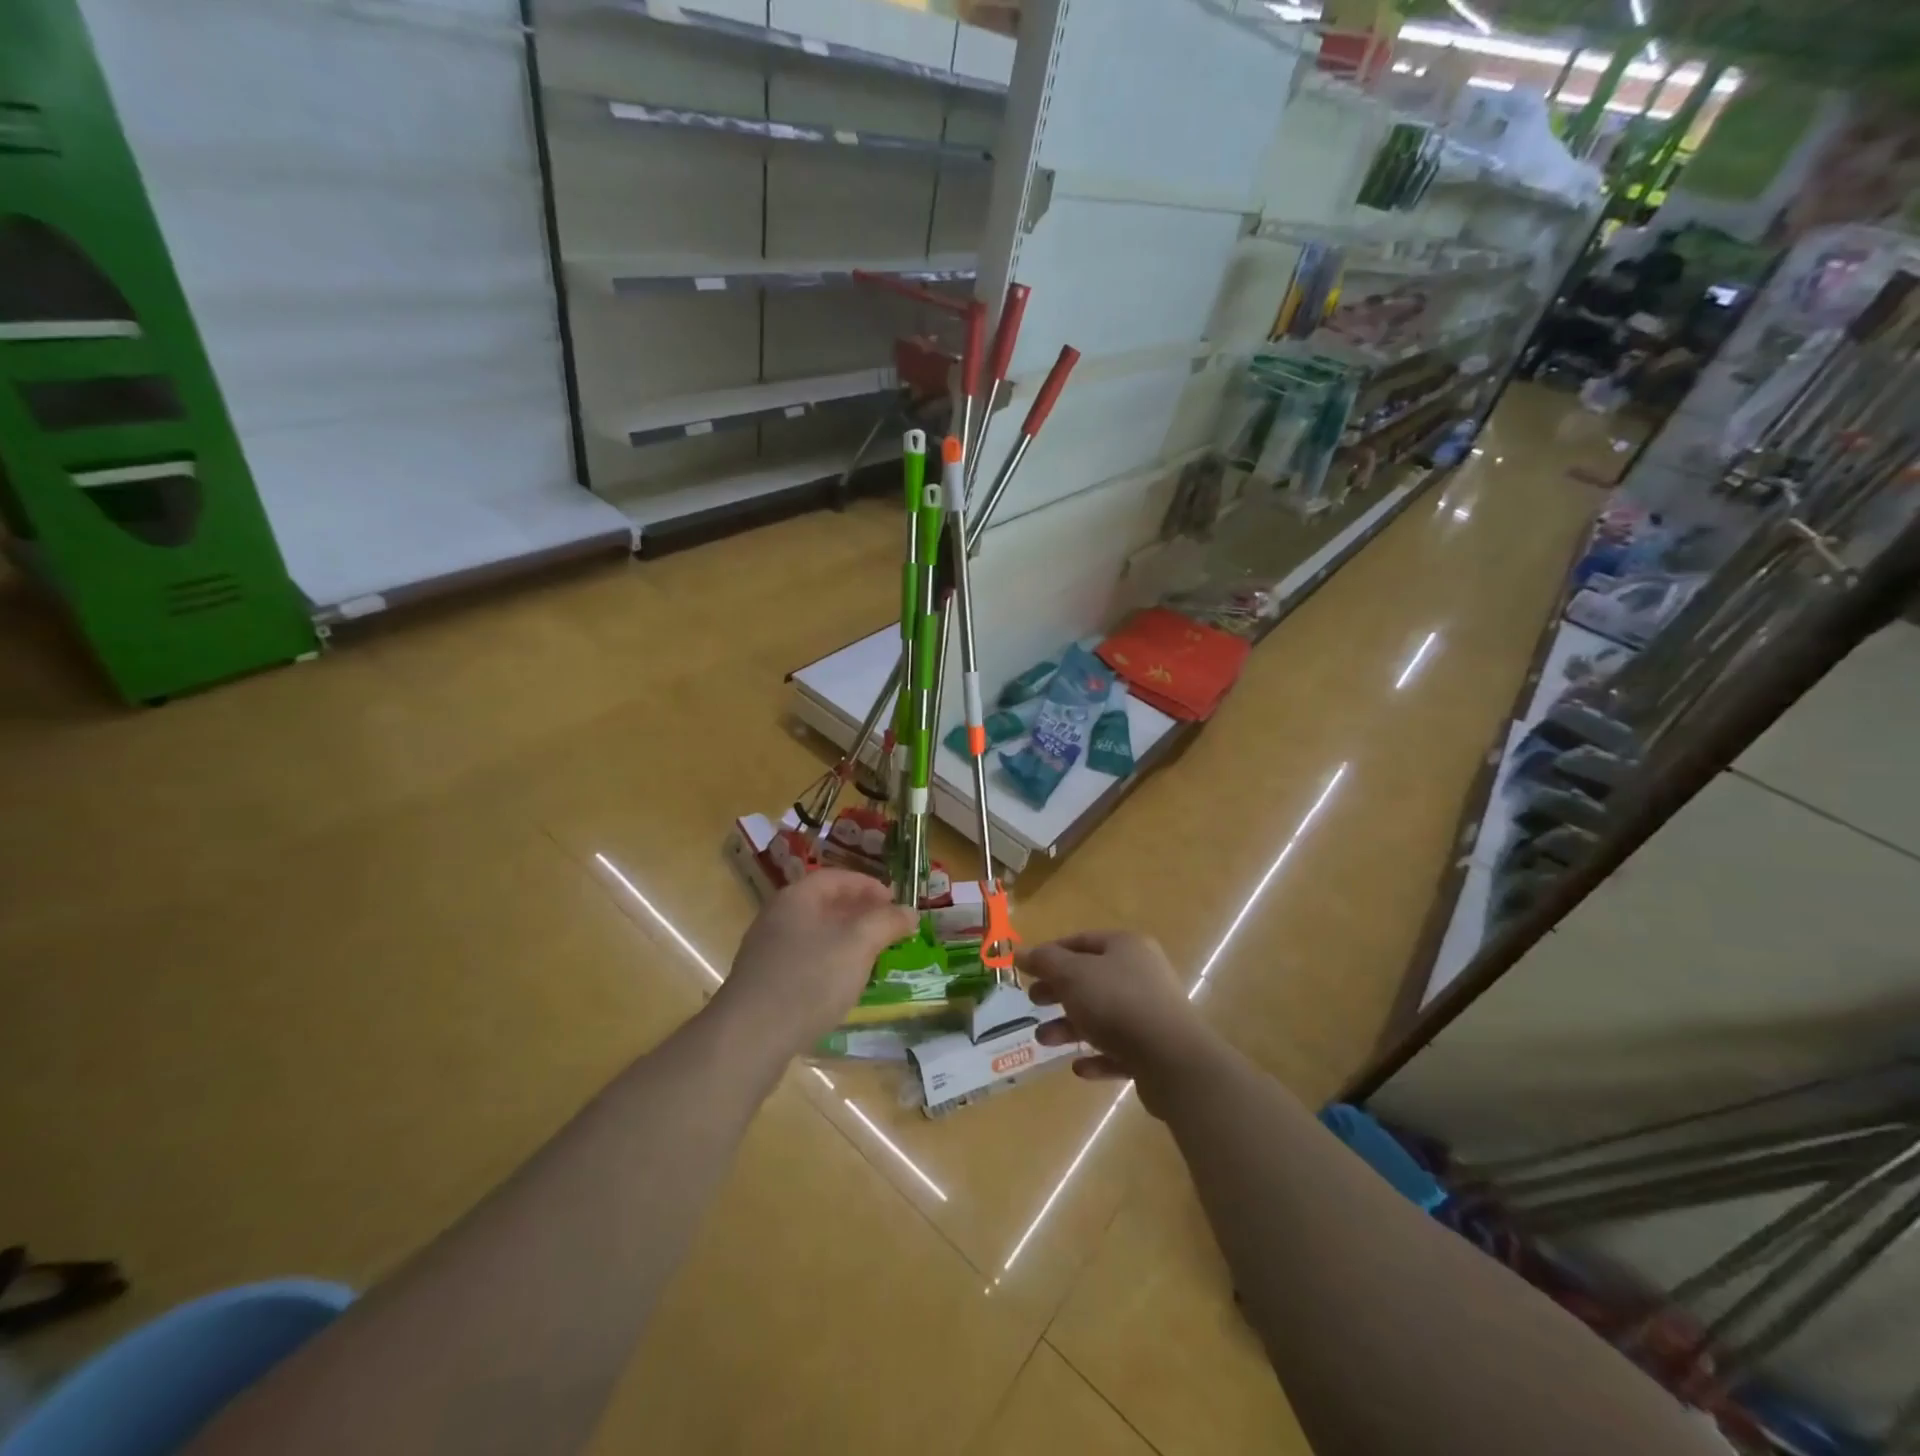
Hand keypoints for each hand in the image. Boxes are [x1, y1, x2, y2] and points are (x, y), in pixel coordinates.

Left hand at [715, 870, 918, 1060]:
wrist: (750, 1037)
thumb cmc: (809, 980)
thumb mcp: (857, 945)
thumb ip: (885, 923)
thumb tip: (909, 911)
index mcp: (796, 898)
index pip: (837, 877)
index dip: (869, 885)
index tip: (895, 901)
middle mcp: (777, 917)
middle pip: (824, 904)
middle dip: (859, 912)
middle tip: (888, 927)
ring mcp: (767, 951)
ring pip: (815, 933)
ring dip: (845, 939)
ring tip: (872, 955)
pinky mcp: (764, 982)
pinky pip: (804, 960)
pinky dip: (829, 962)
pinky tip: (842, 984)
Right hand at [1020, 931, 1223, 1111]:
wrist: (1171, 1058)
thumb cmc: (1116, 1003)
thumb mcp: (1072, 975)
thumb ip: (1045, 962)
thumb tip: (1020, 952)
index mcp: (1125, 946)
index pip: (1081, 941)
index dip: (1050, 953)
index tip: (1025, 969)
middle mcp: (1141, 973)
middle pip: (1090, 978)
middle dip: (1058, 992)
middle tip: (1033, 1002)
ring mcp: (1151, 1012)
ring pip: (1102, 1016)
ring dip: (1070, 1027)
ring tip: (1044, 1040)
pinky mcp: (1154, 1049)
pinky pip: (1118, 1049)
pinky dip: (1097, 1056)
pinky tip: (1079, 1068)